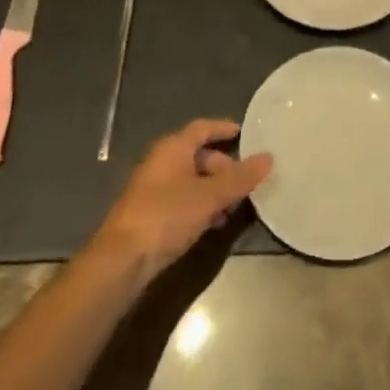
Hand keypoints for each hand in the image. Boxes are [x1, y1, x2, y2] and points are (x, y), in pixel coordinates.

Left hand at [92, 119, 272, 281]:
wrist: (121, 261)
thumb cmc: (166, 216)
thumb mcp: (209, 196)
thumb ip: (239, 178)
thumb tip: (268, 157)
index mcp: (173, 148)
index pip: (202, 128)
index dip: (223, 128)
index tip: (243, 132)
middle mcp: (161, 162)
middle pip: (198, 155)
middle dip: (223, 166)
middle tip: (244, 182)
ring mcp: (153, 189)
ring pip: (191, 179)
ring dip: (213, 189)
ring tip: (233, 206)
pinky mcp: (150, 214)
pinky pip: (182, 199)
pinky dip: (200, 204)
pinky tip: (213, 223)